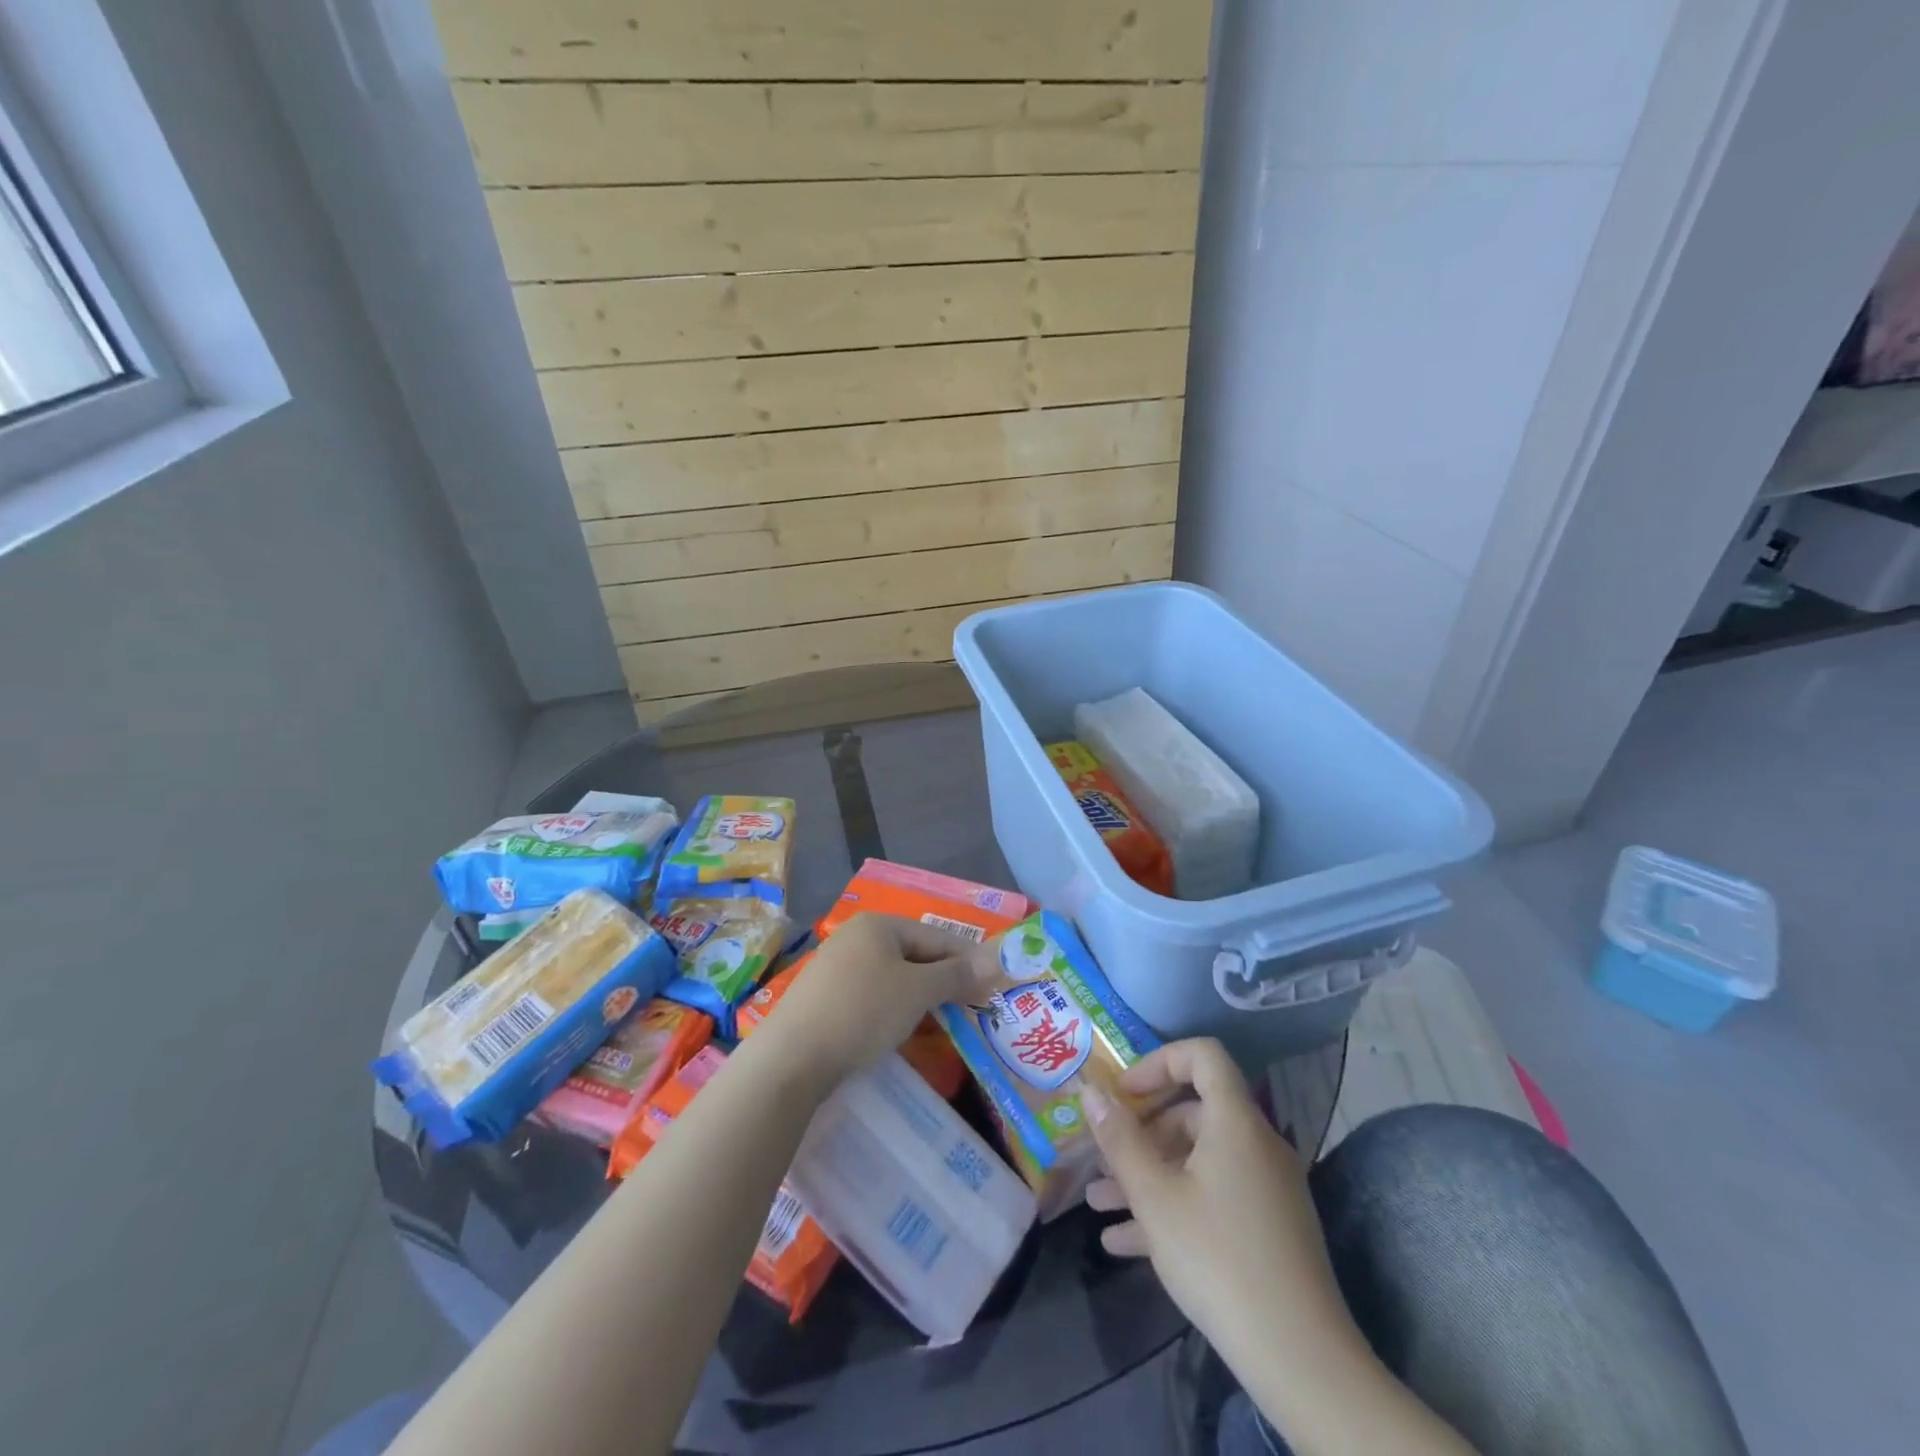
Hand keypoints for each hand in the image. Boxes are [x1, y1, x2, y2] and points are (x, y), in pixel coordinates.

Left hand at [769, 913, 999, 1078]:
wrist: (791, 1058)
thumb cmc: (862, 1012)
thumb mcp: (918, 992)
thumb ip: (957, 975)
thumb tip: (996, 959)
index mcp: (879, 924)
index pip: (937, 936)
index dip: (969, 960)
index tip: (995, 986)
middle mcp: (856, 936)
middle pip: (915, 954)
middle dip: (945, 980)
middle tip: (973, 1007)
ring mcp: (837, 966)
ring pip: (894, 976)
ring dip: (922, 996)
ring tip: (945, 1021)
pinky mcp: (825, 996)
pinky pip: (873, 994)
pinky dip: (894, 1007)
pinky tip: (903, 1028)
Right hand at [1082, 1039, 1355, 1369]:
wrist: (1301, 1360)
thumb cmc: (1218, 1259)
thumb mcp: (1155, 1197)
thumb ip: (1119, 1140)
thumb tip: (1090, 1091)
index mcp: (1236, 1122)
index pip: (1203, 1056)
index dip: (1159, 1062)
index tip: (1125, 1093)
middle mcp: (1256, 1144)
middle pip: (1193, 1113)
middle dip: (1141, 1133)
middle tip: (1104, 1157)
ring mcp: (1266, 1188)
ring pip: (1197, 1162)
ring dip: (1148, 1176)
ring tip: (1099, 1204)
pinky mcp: (1268, 1228)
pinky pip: (1214, 1198)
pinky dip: (1174, 1208)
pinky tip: (1124, 1244)